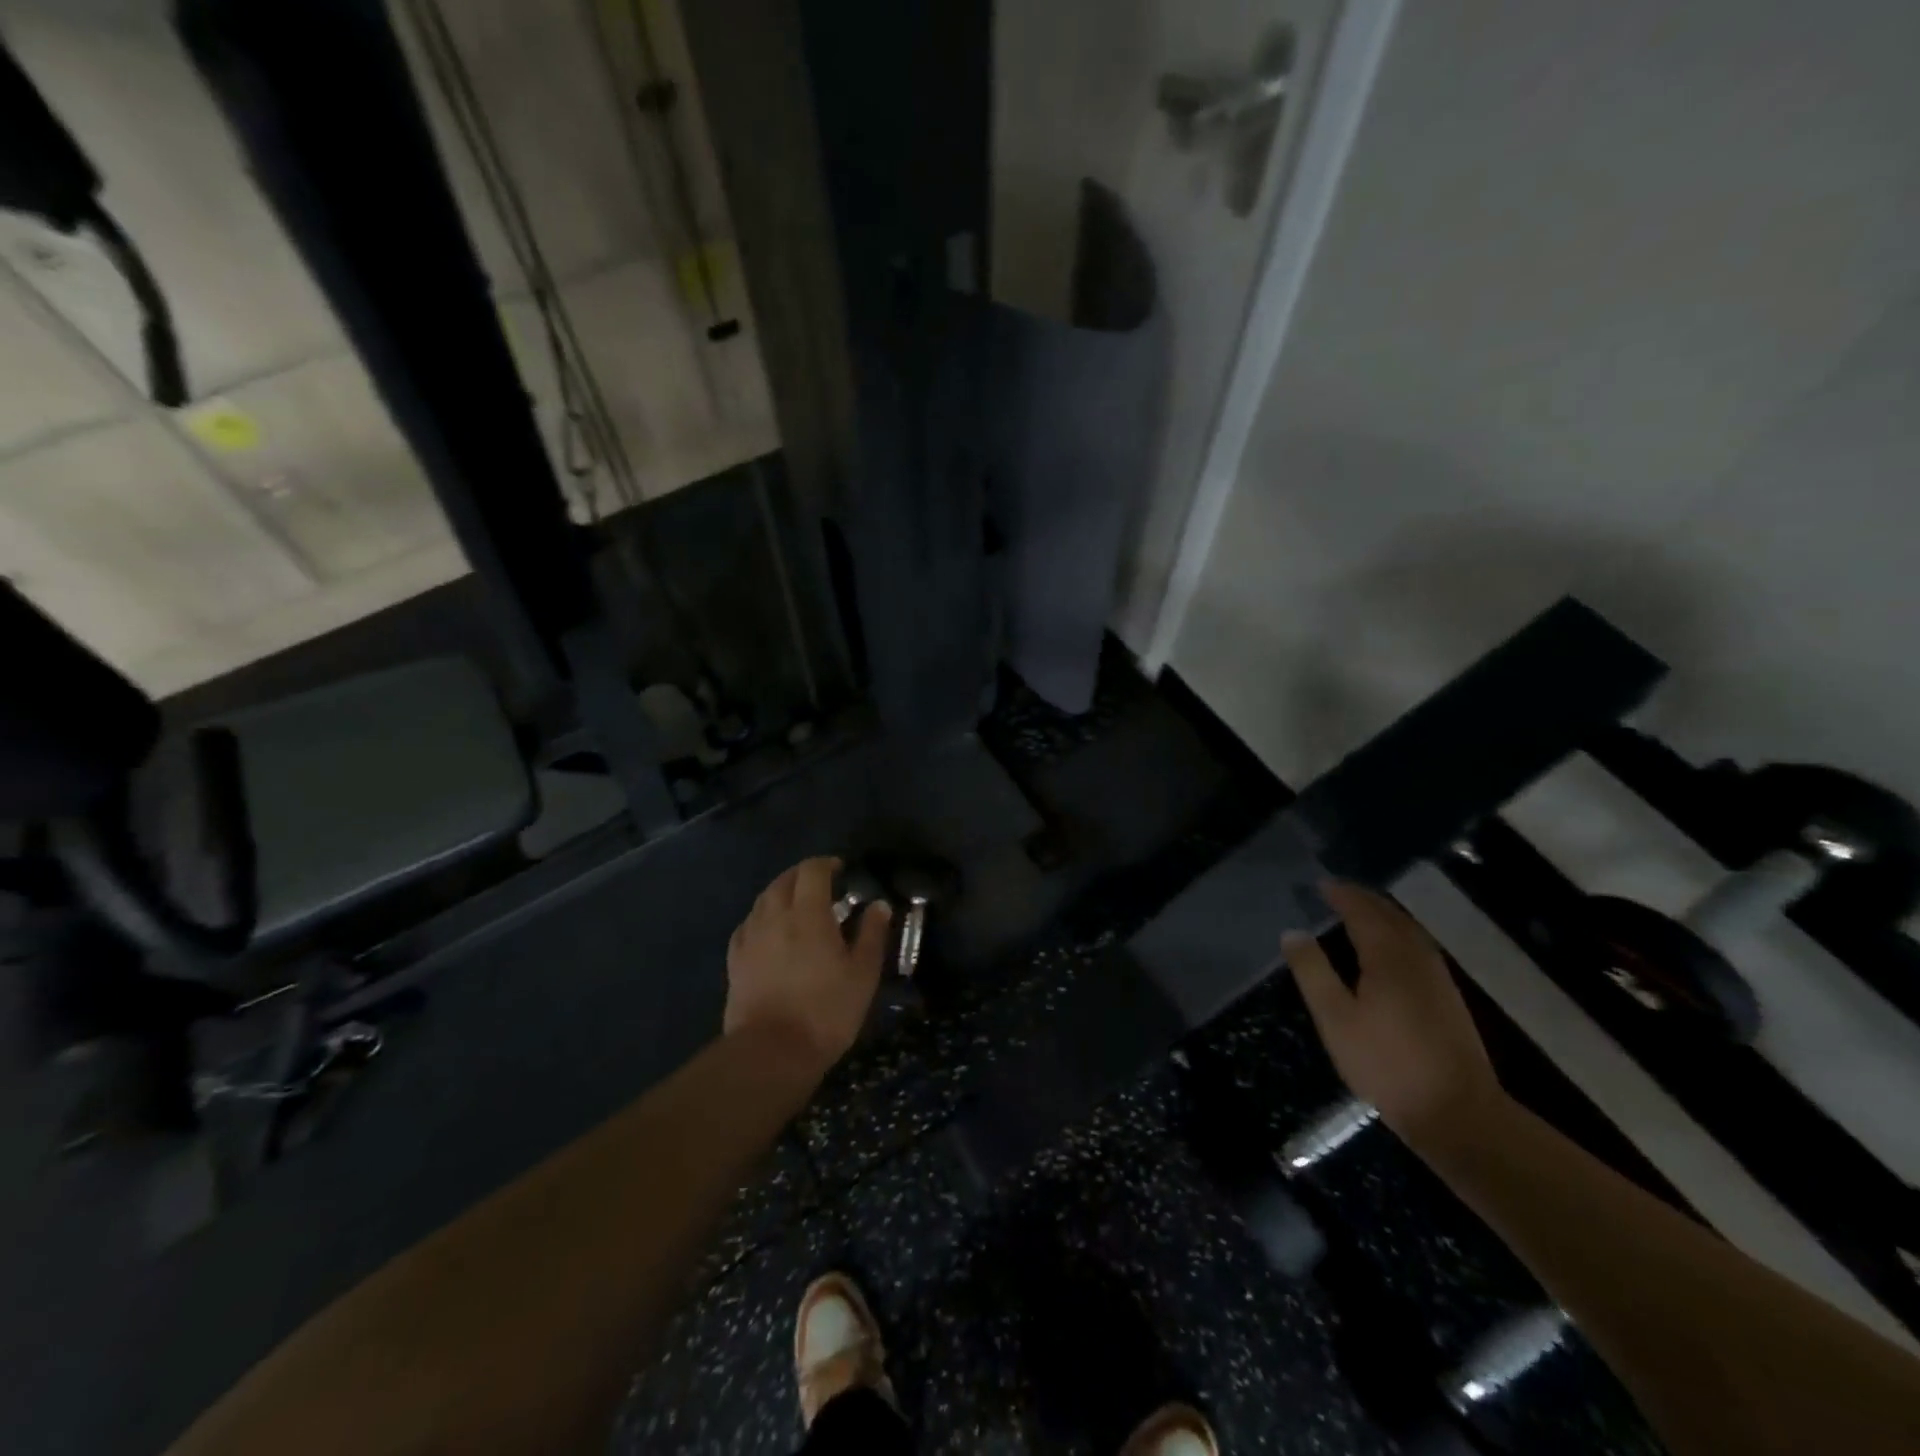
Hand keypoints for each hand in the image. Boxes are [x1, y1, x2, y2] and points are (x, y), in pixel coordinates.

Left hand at [725, 857, 891, 1069]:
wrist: (771, 1052)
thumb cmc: (826, 1010)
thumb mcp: (863, 973)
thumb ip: (872, 934)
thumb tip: (878, 904)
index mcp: (807, 913)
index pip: (812, 870)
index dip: (827, 864)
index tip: (842, 870)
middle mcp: (774, 916)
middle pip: (784, 880)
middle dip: (803, 875)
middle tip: (822, 886)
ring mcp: (750, 937)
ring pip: (763, 899)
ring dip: (782, 894)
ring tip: (798, 907)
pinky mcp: (735, 960)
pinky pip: (748, 924)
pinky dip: (763, 918)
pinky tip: (770, 932)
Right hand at [1284, 881, 1505, 1153]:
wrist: (1458, 1113)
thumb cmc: (1387, 1063)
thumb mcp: (1335, 1019)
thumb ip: (1312, 972)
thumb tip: (1293, 932)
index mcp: (1388, 956)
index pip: (1362, 911)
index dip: (1341, 894)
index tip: (1320, 884)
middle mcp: (1417, 957)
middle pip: (1390, 915)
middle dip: (1363, 899)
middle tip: (1336, 891)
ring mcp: (1438, 977)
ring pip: (1408, 930)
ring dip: (1382, 914)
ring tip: (1358, 912)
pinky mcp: (1448, 998)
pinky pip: (1417, 947)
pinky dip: (1396, 934)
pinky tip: (1387, 950)